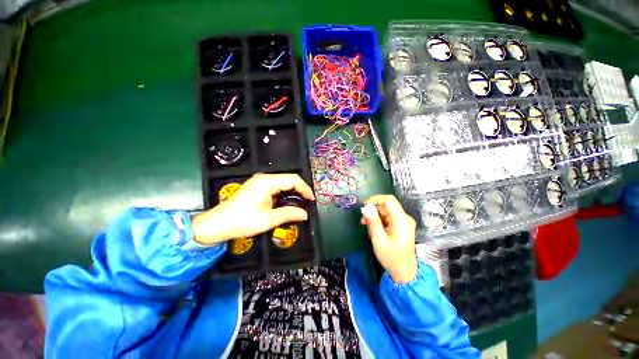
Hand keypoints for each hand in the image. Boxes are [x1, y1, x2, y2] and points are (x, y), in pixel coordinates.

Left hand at [191, 173, 314, 244]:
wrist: (217, 224)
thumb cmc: (242, 221)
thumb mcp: (268, 219)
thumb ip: (289, 214)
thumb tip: (305, 214)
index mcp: (267, 182)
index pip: (293, 180)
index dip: (305, 188)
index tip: (311, 199)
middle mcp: (264, 178)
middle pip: (289, 179)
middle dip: (300, 190)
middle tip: (307, 202)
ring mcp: (259, 181)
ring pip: (283, 183)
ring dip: (292, 192)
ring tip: (299, 203)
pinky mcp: (257, 186)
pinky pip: (276, 186)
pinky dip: (284, 193)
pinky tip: (286, 202)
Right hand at [361, 195, 417, 282]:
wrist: (404, 273)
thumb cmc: (391, 258)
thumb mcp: (379, 240)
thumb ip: (373, 222)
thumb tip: (366, 207)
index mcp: (401, 220)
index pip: (389, 200)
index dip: (375, 199)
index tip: (363, 206)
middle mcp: (404, 218)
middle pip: (387, 205)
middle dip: (373, 209)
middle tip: (363, 219)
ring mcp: (404, 221)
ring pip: (386, 210)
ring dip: (375, 215)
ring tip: (366, 225)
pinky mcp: (401, 225)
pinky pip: (388, 217)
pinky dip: (379, 220)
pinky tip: (373, 228)